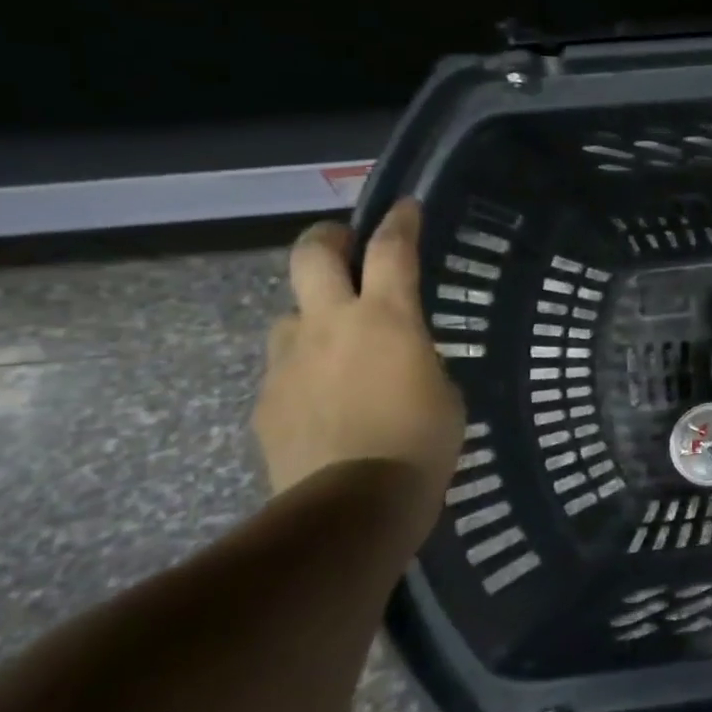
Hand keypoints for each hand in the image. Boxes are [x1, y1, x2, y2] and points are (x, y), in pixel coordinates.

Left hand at [252, 200, 465, 513]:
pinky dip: (306, 370)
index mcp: (385, 318)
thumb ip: (418, 357)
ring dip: (314, 316)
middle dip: (328, 239)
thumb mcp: (444, 388)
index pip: (392, 250)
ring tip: (338, 342)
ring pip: (291, 315)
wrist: (352, 505)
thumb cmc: (422, 441)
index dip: (400, 222)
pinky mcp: (268, 400)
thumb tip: (402, 355)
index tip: (406, 206)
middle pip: (312, 256)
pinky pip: (286, 369)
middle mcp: (330, 325)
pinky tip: (328, 400)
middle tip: (343, 244)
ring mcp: (289, 362)